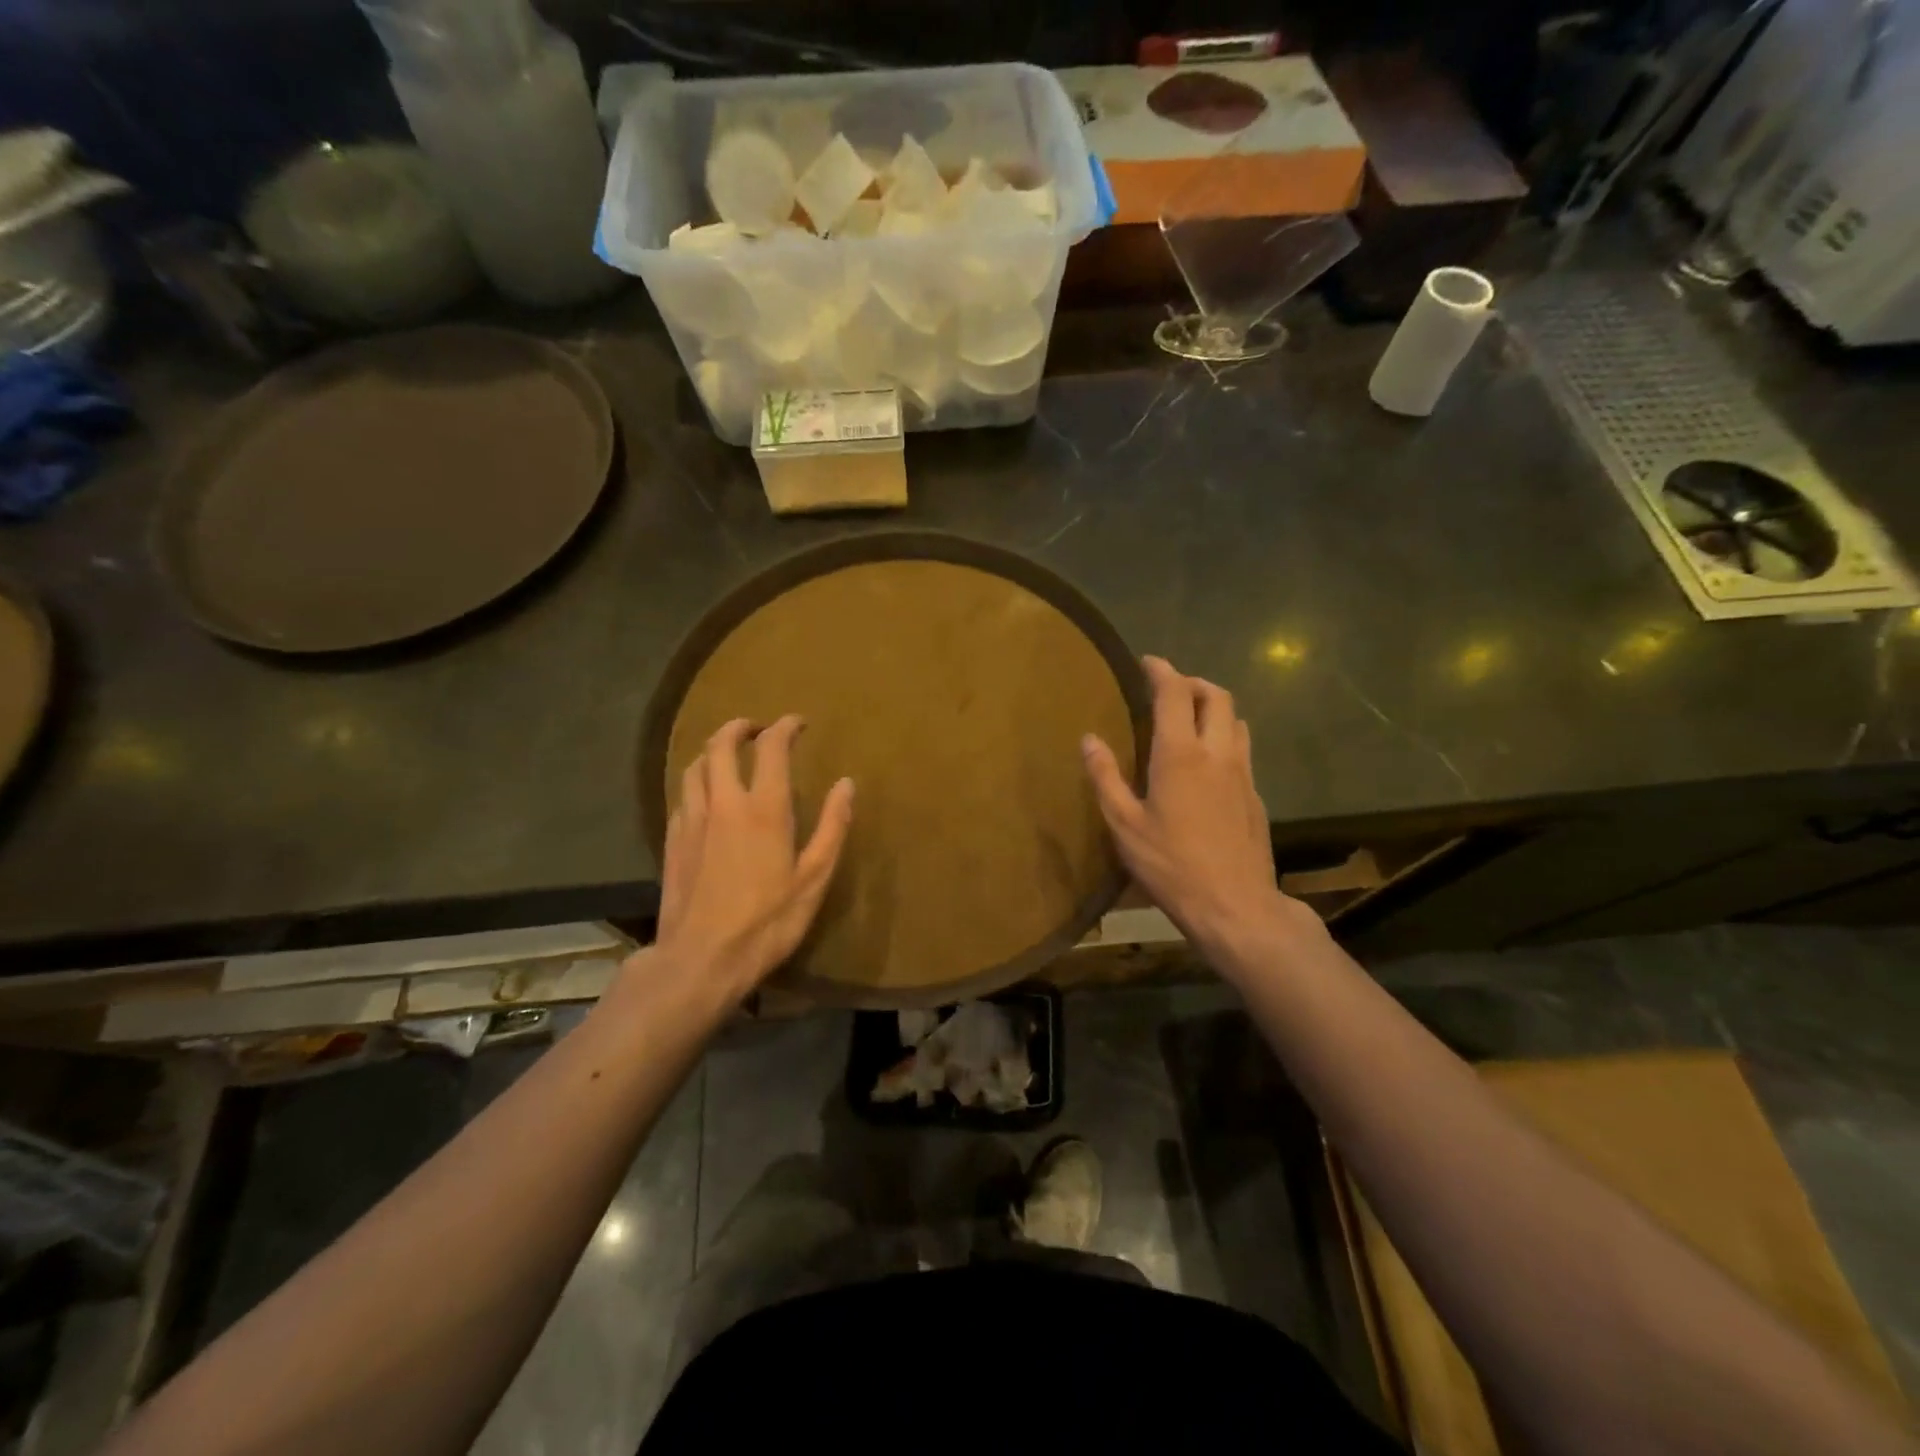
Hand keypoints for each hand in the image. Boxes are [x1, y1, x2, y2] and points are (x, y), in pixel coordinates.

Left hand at [654, 715, 854, 1001]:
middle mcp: (724, 803)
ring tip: (729, 755)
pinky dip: (698, 782)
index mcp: (764, 808)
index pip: (771, 747)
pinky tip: (706, 797)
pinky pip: (683, 795)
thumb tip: (846, 784)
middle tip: (756, 728)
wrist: (701, 959)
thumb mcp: (814, 878)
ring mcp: (692, 820)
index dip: (785, 727)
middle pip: (721, 745)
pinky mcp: (672, 840)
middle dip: (739, 727)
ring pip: (695, 766)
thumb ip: (831, 827)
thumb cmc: (767, 921)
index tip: (798, 723)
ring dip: (713, 751)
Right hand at [1082, 656, 1299, 960]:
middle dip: (1192, 682)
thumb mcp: (1124, 825)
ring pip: (1236, 719)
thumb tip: (1089, 739)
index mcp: (1180, 754)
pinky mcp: (1255, 795)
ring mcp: (1243, 773)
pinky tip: (1208, 762)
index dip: (1161, 671)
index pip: (1175, 693)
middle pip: (1216, 695)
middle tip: (1168, 688)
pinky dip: (1224, 736)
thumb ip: (1105, 777)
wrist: (1235, 905)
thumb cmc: (1171, 865)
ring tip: (1190, 718)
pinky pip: (1242, 748)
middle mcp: (1217, 752)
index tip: (1147, 662)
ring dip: (1213, 706)